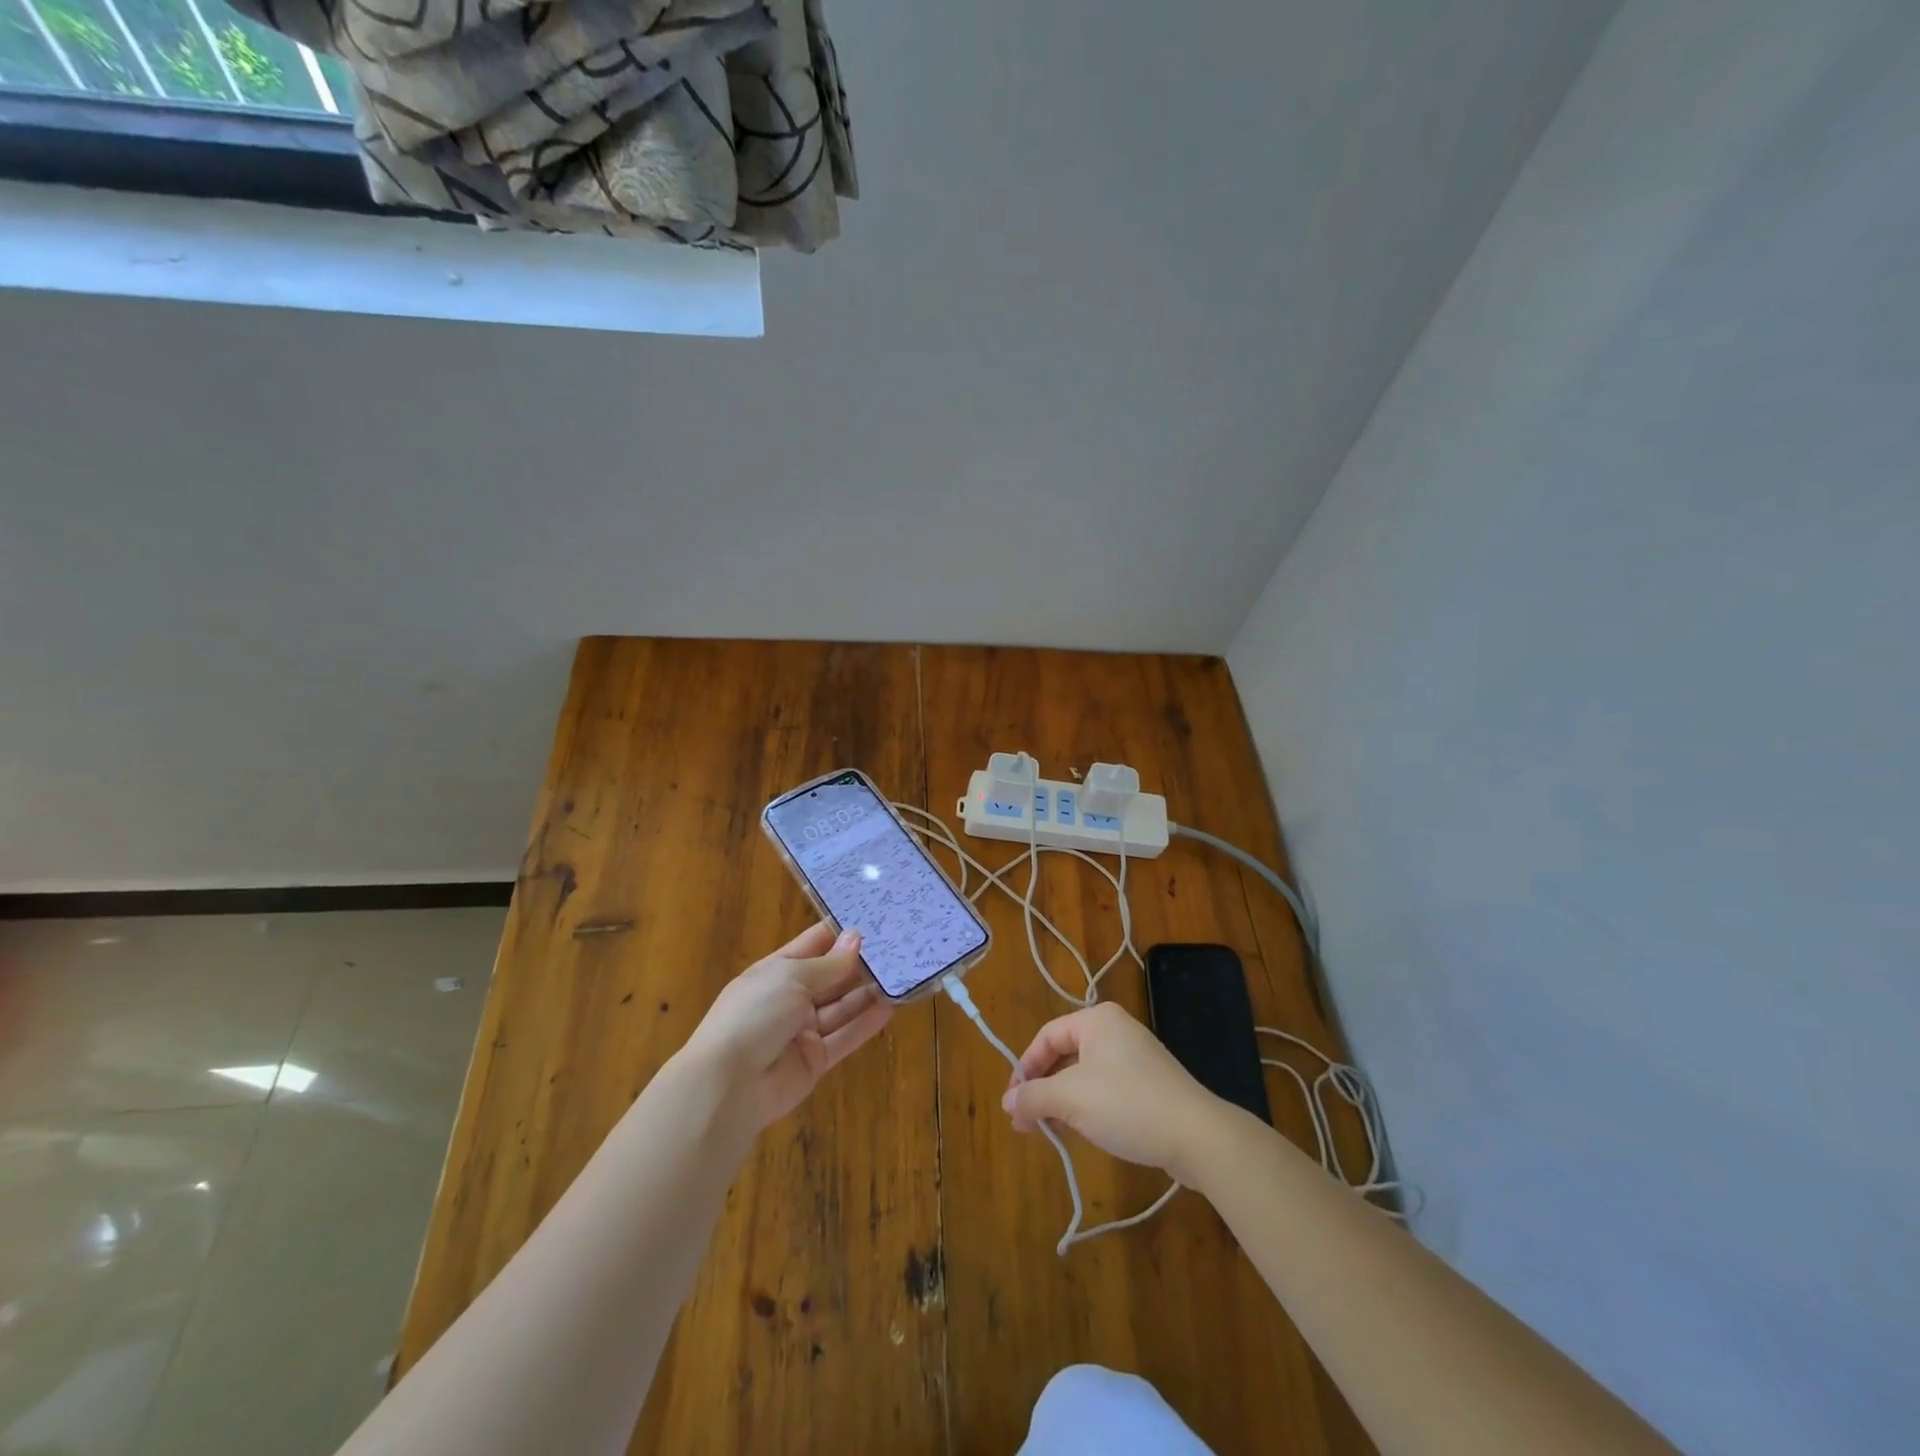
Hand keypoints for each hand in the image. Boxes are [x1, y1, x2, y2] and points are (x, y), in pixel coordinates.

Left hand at [681, 922, 893, 1129]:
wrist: (730, 1084)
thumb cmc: (755, 1014)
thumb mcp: (791, 977)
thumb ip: (829, 963)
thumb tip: (856, 937)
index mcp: (776, 971)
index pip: (813, 944)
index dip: (840, 933)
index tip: (874, 920)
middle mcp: (790, 998)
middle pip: (830, 977)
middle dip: (859, 964)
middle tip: (897, 948)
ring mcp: (802, 1031)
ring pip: (841, 1007)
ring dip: (867, 993)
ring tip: (900, 976)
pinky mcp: (815, 1060)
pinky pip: (844, 1037)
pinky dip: (866, 1024)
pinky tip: (891, 1008)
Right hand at [1001, 1001, 1225, 1182]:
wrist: (1197, 1135)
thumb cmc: (1126, 1104)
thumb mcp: (1070, 1099)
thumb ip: (1034, 1097)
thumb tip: (1007, 1101)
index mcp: (1097, 1020)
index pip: (1047, 1036)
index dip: (1025, 1068)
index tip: (1012, 1101)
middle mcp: (1116, 1030)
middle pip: (1065, 1054)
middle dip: (1043, 1087)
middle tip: (1026, 1120)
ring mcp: (1137, 1056)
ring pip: (1085, 1074)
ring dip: (1063, 1100)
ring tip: (1049, 1130)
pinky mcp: (1151, 1084)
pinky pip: (1107, 1087)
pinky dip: (1088, 1105)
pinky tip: (1082, 1130)